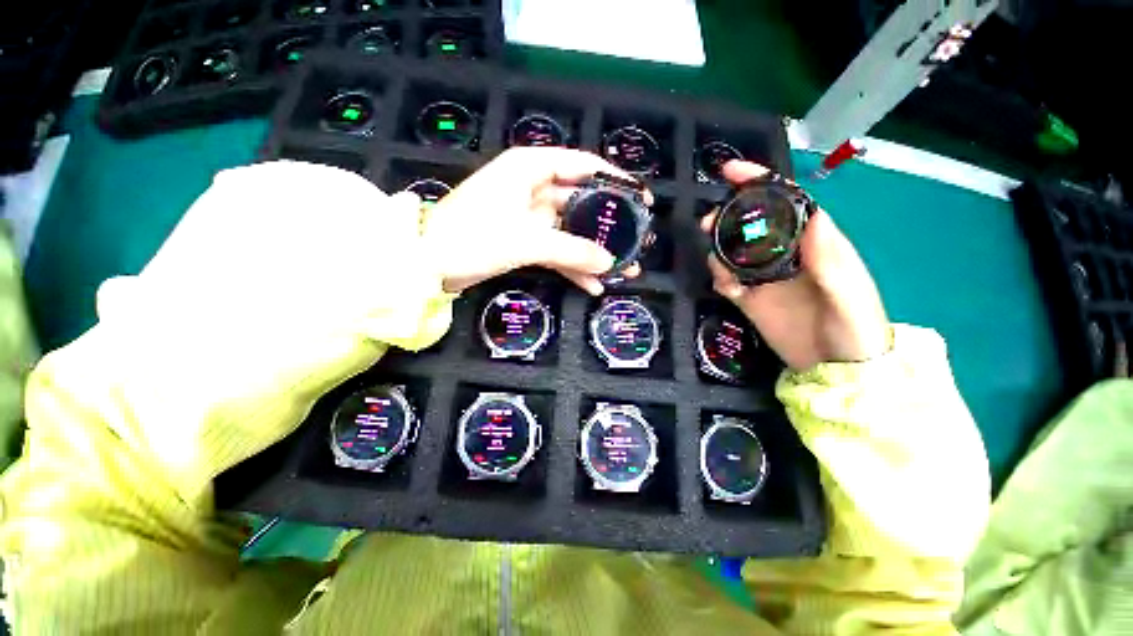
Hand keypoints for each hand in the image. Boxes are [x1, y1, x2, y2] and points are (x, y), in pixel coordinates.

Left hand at [419, 147, 648, 295]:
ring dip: (594, 253)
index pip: (582, 165)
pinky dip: (572, 267)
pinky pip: (555, 251)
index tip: (640, 199)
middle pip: (581, 203)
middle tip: (635, 241)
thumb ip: (571, 250)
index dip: (614, 181)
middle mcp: (533, 188)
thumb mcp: (526, 241)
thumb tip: (609, 263)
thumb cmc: (472, 237)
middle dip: (608, 226)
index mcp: (531, 169)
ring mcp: (529, 218)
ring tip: (623, 271)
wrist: (427, 263)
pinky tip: (593, 285)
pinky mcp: (523, 241)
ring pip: (570, 232)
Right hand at [702, 161, 891, 370]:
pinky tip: (724, 286)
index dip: (760, 183)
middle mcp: (786, 256)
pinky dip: (719, 278)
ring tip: (714, 258)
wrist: (836, 371)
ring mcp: (765, 278)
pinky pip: (727, 282)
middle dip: (729, 216)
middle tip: (708, 222)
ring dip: (718, 247)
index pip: (787, 203)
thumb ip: (831, 260)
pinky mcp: (750, 300)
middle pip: (752, 225)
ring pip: (734, 252)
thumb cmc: (855, 330)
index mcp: (814, 244)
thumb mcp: (850, 295)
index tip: (731, 172)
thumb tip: (812, 214)